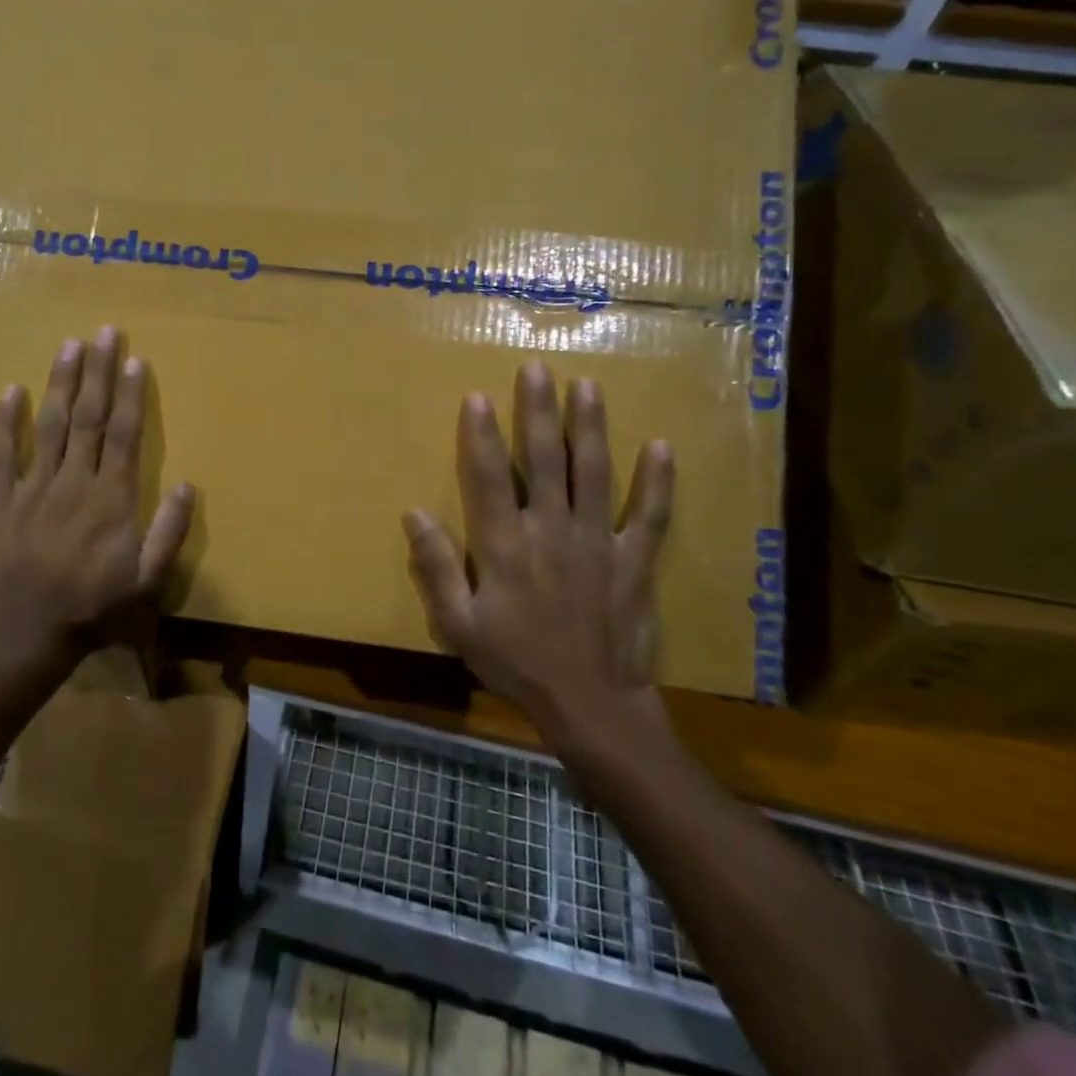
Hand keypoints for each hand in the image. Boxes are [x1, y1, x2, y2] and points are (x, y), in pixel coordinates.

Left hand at [0, 326, 194, 672]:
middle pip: (88, 418)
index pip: (123, 434)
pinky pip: (1, 455)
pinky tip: (10, 390)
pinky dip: (5, 422)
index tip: (134, 359)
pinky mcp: (0, 502)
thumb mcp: (147, 582)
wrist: (23, 638)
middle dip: (98, 373)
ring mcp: (33, 489)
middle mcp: (74, 483)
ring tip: (69, 345)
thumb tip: (188, 484)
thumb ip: (169, 532)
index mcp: (111, 499)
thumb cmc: (93, 610)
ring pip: (49, 425)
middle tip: (103, 332)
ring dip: (60, 383)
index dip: (130, 394)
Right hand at [402, 363, 676, 757]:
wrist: (591, 707)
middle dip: (539, 411)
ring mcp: (598, 542)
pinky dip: (656, 482)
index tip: (478, 396)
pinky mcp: (634, 561)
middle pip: (545, 460)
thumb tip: (414, 513)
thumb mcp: (458, 625)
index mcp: (505, 545)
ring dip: (591, 427)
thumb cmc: (517, 663)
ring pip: (595, 473)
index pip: (489, 477)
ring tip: (588, 387)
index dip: (481, 435)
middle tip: (538, 368)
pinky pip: (648, 516)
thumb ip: (436, 568)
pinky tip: (661, 446)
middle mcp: (551, 531)